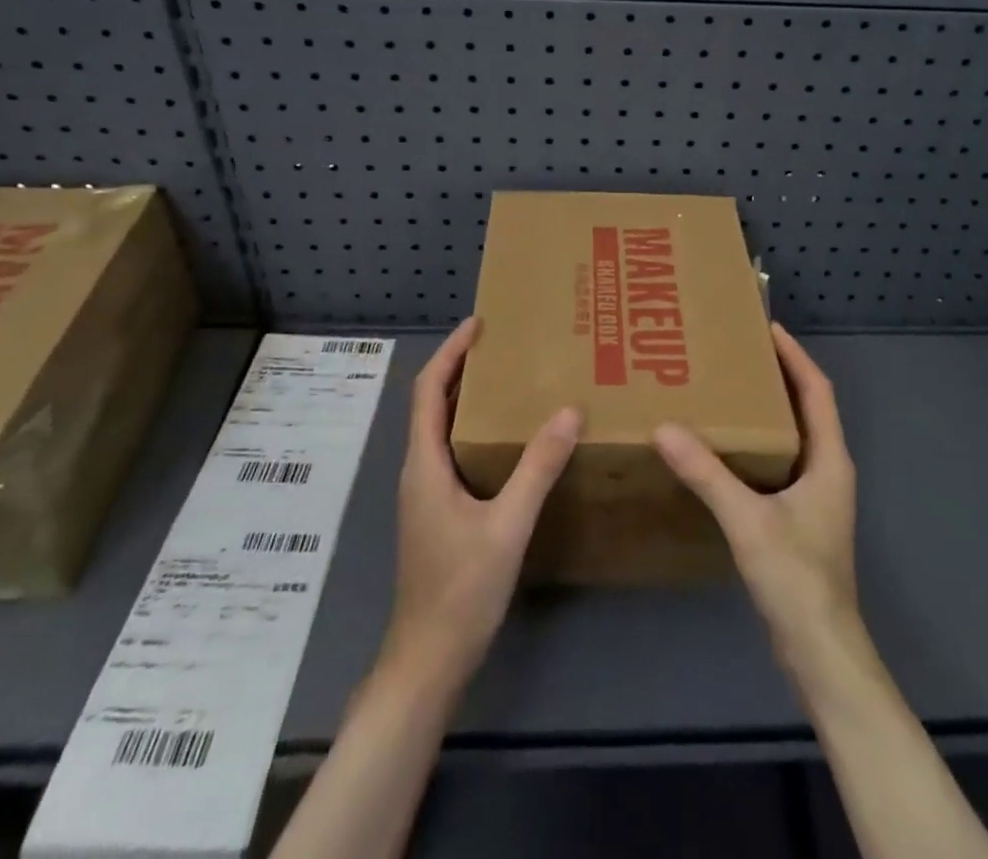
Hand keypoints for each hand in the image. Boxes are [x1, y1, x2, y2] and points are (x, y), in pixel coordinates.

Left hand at [381, 317, 582, 686]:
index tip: (480, 324)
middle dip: (462, 367)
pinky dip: (474, 429)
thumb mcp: (507, 526)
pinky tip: (508, 439)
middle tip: (505, 344)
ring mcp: (426, 493)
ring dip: (468, 398)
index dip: (451, 352)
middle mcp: (418, 470)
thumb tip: (569, 411)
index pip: (428, 389)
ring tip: (510, 380)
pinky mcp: (438, 511)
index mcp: (424, 463)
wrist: (427, 662)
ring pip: (442, 428)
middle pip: (433, 403)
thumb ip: (538, 468)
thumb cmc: (460, 591)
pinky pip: (453, 452)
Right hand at [654, 324, 859, 671]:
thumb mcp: (747, 519)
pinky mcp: (800, 518)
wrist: (821, 651)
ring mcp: (816, 496)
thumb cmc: (796, 576)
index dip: (795, 356)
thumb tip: (664, 428)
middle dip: (778, 376)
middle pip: (807, 408)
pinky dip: (758, 445)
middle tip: (735, 354)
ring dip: (767, 411)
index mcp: (828, 459)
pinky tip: (725, 450)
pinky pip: (780, 464)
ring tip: (726, 391)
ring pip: (793, 437)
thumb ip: (707, 473)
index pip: (817, 390)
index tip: (766, 327)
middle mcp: (827, 470)